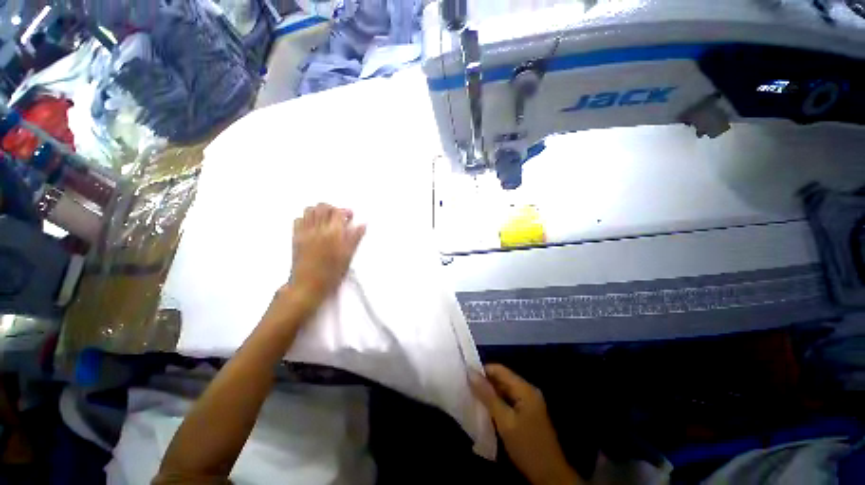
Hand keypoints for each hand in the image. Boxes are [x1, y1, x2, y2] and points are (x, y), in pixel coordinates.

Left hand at [289, 203, 365, 303]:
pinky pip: (298, 219)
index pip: (338, 212)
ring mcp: (304, 232)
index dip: (346, 211)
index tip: (350, 217)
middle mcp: (317, 229)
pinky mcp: (295, 237)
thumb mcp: (348, 256)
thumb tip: (362, 225)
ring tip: (326, 220)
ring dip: (319, 211)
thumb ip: (355, 238)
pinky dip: (306, 218)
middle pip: (322, 207)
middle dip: (332, 208)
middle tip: (338, 217)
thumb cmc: (331, 273)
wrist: (307, 285)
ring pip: (309, 210)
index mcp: (332, 233)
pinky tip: (313, 226)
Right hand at [471, 364, 580, 484]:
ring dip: (489, 393)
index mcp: (524, 388)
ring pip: (504, 390)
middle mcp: (527, 391)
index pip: (499, 370)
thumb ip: (487, 395)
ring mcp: (528, 403)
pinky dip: (496, 403)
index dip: (482, 370)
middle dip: (484, 382)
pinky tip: (485, 409)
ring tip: (471, 396)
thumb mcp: (504, 421)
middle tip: (466, 387)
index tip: (465, 376)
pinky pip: (508, 401)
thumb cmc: (527, 446)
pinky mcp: (527, 414)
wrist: (551, 477)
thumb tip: (470, 373)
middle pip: (502, 379)